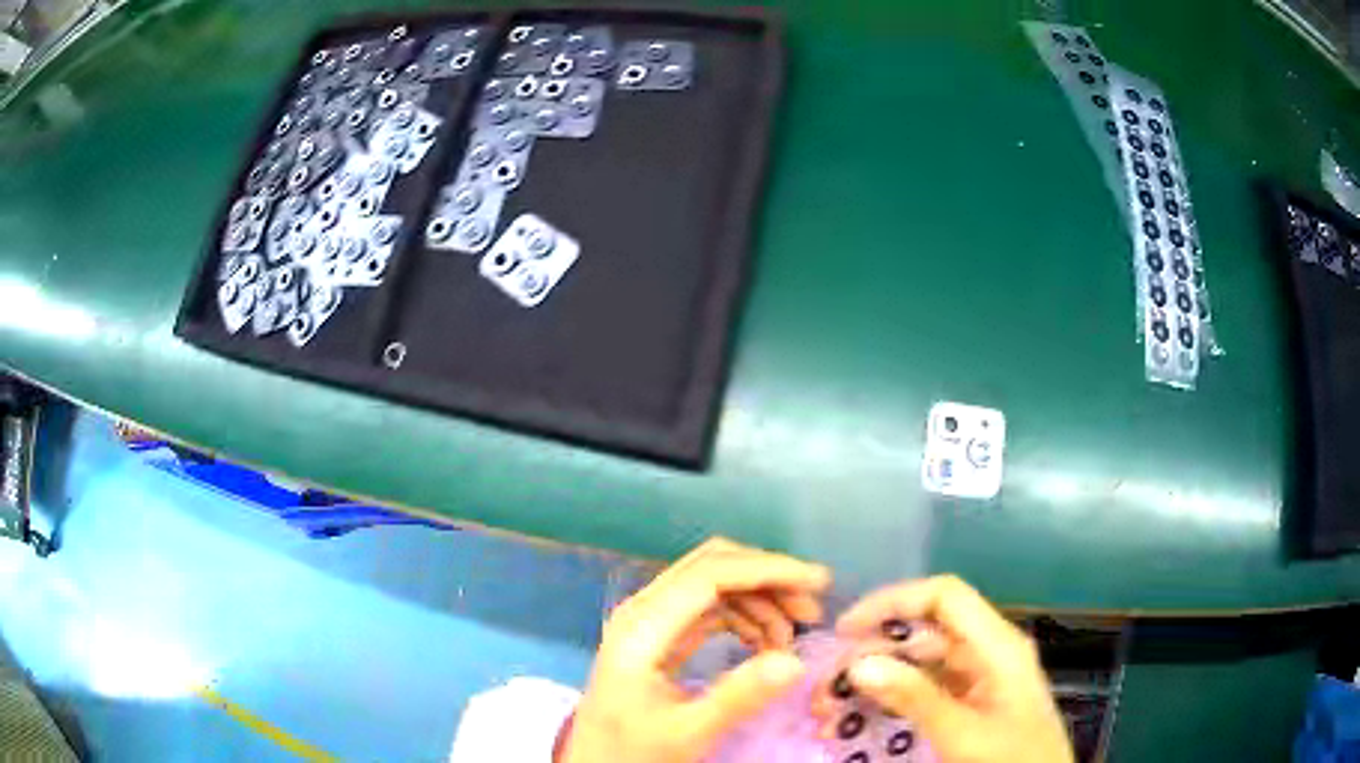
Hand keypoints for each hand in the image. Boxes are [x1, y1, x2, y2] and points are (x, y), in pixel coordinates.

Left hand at [561, 537, 831, 762]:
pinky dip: (744, 618)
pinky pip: (709, 609)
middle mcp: (643, 611)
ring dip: (759, 601)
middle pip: (713, 567)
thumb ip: (738, 697)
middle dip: (768, 579)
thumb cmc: (633, 750)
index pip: (711, 573)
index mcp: (642, 627)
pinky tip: (765, 645)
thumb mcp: (688, 732)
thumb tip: (796, 661)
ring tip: (791, 639)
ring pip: (714, 584)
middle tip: (811, 612)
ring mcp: (649, 621)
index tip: (819, 583)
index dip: (768, 569)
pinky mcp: (659, 636)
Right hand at [835, 575, 1072, 762]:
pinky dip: (891, 702)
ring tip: (832, 710)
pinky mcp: (969, 703)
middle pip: (924, 633)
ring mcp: (978, 679)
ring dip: (875, 682)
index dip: (893, 602)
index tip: (845, 631)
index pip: (944, 597)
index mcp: (997, 645)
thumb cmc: (1012, 759)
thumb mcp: (964, 734)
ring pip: (919, 664)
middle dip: (872, 654)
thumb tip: (859, 663)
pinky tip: (860, 721)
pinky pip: (924, 691)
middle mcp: (987, 652)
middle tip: (827, 689)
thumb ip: (916, 699)